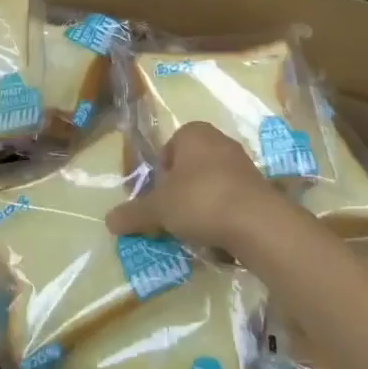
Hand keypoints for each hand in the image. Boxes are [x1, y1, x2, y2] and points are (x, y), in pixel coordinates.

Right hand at [105, 122, 288, 253]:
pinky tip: (218, 235)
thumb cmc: (200, 200)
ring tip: (195, 231)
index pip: (166, 152)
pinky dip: (222, 214)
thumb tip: (108, 220)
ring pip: (210, 184)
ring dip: (201, 204)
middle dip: (179, 193)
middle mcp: (218, 140)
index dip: (159, 178)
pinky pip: (230, 198)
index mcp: (193, 132)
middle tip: (173, 219)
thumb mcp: (159, 208)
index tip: (158, 203)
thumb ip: (134, 213)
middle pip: (188, 168)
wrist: (257, 221)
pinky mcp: (259, 186)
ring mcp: (242, 162)